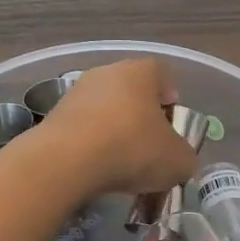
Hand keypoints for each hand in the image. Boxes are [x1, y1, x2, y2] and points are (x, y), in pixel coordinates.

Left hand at [32, 58, 199, 199]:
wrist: (66, 161)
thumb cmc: (131, 149)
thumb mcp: (177, 161)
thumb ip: (185, 156)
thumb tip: (179, 159)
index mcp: (141, 72)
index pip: (162, 74)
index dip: (171, 97)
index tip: (172, 123)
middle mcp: (107, 72)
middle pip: (131, 91)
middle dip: (142, 118)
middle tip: (150, 147)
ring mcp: (76, 92)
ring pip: (105, 109)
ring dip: (114, 131)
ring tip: (120, 163)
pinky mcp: (54, 115)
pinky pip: (83, 127)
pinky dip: (91, 144)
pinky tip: (95, 168)